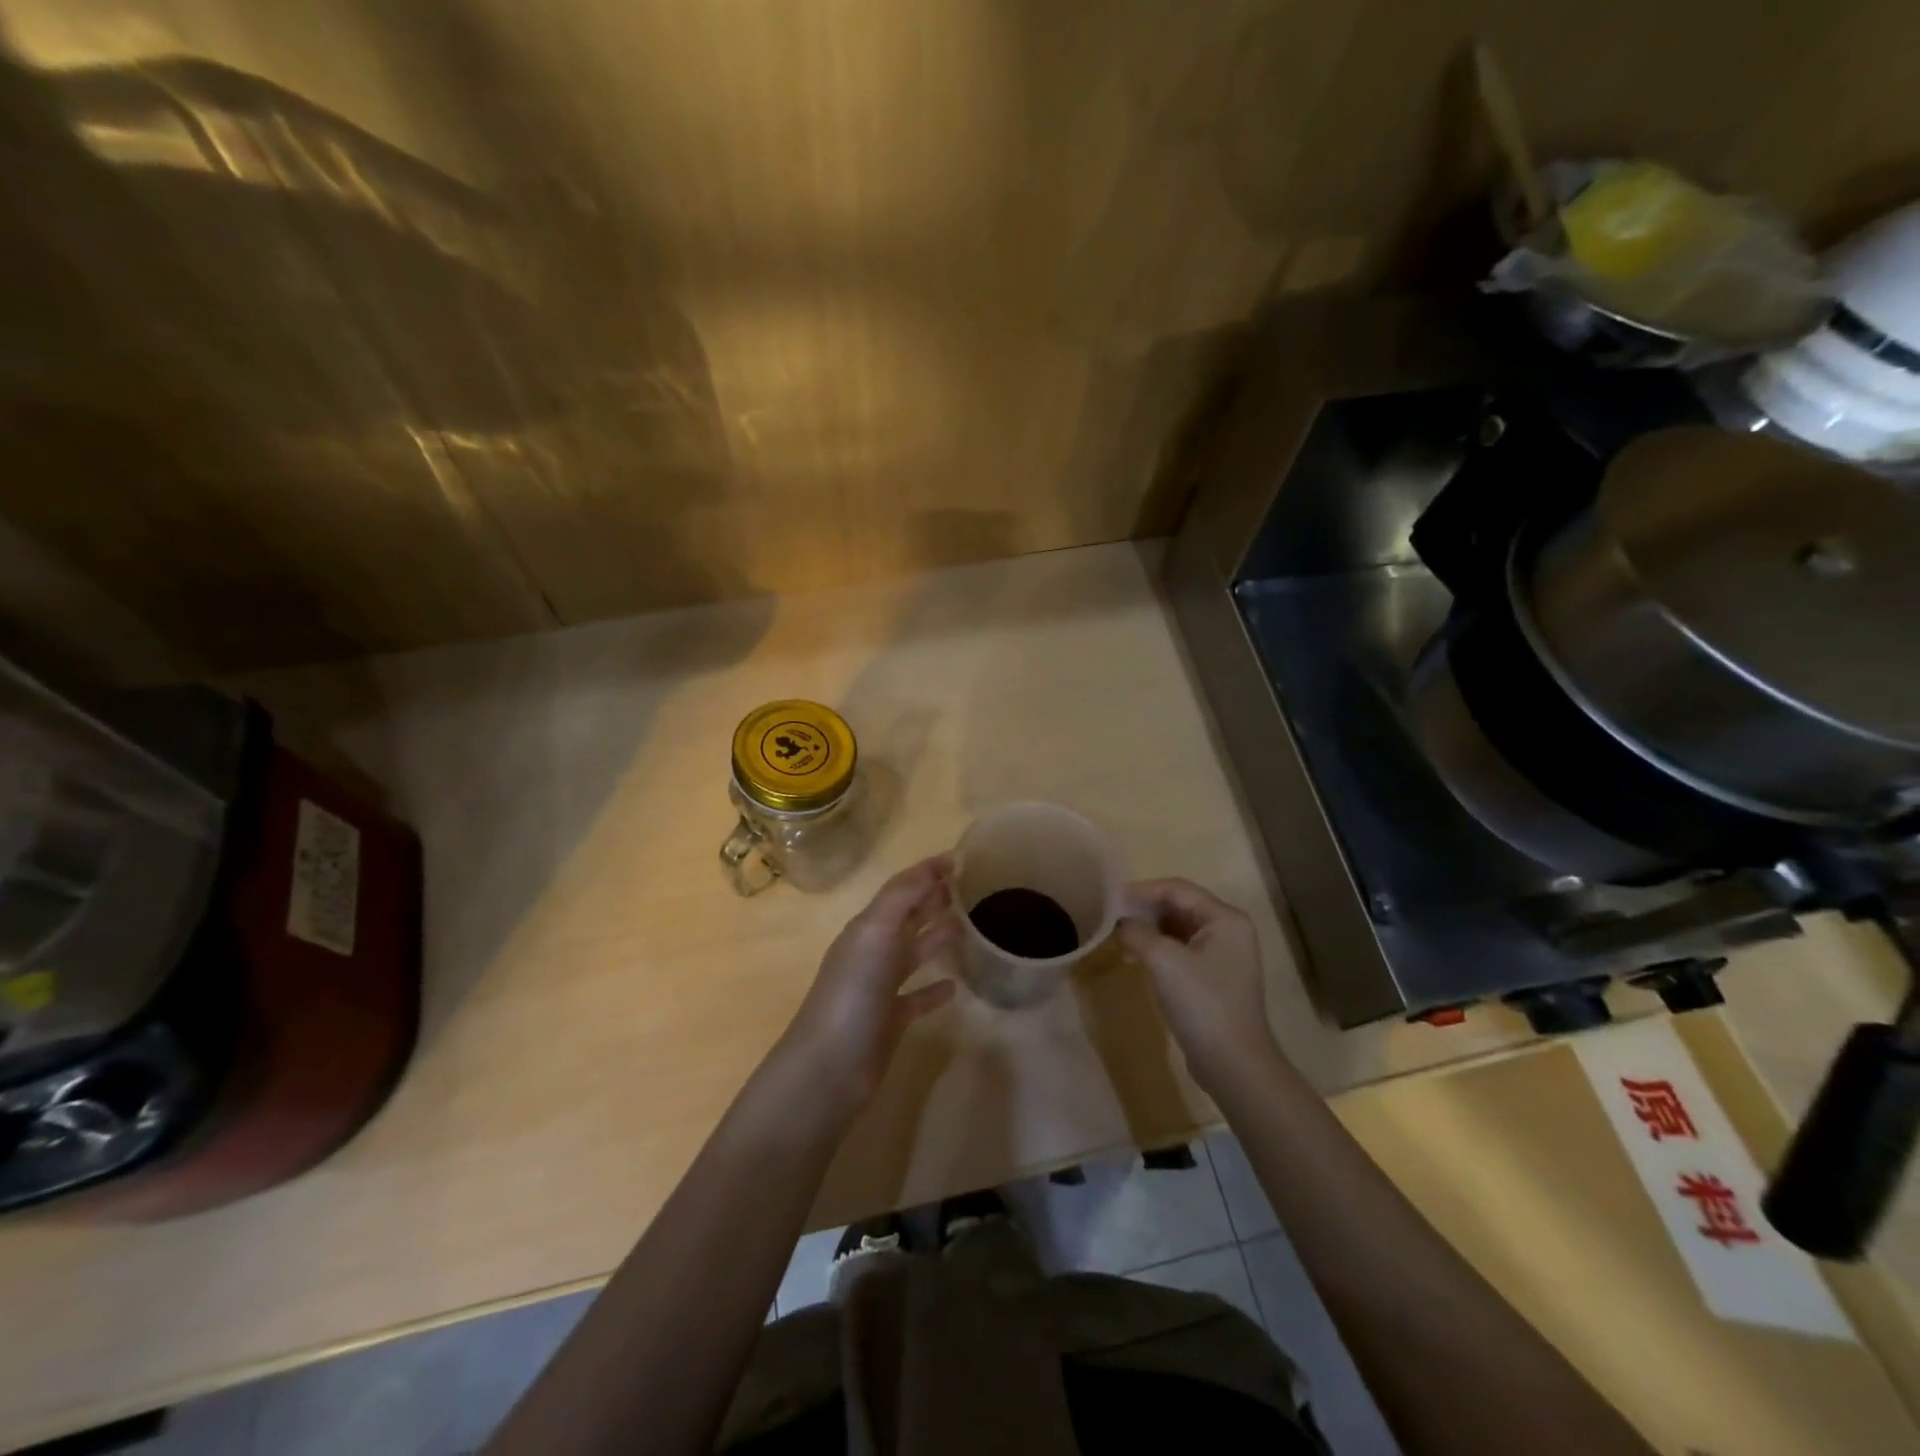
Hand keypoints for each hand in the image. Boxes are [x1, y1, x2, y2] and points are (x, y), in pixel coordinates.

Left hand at [777, 855, 960, 1110]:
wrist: (829, 1066)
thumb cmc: (853, 992)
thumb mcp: (875, 933)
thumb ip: (902, 897)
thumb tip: (933, 867)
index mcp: (867, 927)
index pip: (900, 889)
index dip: (926, 872)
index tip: (960, 859)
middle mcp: (872, 952)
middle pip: (906, 917)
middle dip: (932, 899)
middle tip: (967, 888)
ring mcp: (879, 988)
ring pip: (912, 954)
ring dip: (936, 938)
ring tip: (967, 927)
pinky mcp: (890, 1020)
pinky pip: (916, 997)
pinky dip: (934, 989)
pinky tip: (954, 986)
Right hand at [1118, 878, 1279, 1092]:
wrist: (1233, 1064)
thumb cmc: (1201, 1002)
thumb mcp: (1162, 960)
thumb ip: (1136, 931)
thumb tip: (1120, 922)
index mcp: (1224, 918)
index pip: (1177, 889)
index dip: (1142, 890)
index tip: (1110, 897)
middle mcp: (1229, 930)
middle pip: (1180, 906)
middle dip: (1145, 910)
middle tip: (1111, 917)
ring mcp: (1225, 956)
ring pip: (1179, 929)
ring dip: (1150, 930)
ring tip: (1119, 938)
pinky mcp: (1216, 978)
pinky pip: (1183, 950)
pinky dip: (1159, 949)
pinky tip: (1136, 959)